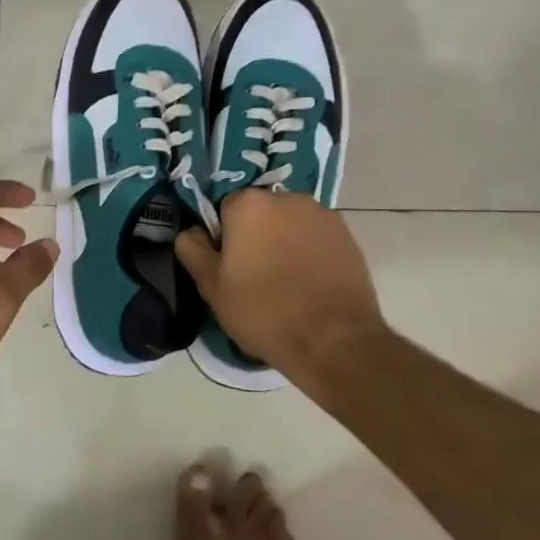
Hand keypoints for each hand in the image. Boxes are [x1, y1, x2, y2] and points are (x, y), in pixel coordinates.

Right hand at [175, 190, 383, 381]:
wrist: (334, 341)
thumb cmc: (264, 311)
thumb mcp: (212, 287)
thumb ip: (193, 250)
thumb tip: (191, 232)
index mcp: (249, 204)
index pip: (224, 210)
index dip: (223, 239)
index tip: (229, 268)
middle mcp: (287, 198)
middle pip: (260, 213)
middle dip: (255, 236)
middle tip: (255, 276)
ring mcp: (322, 214)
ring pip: (289, 224)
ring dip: (284, 242)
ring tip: (286, 282)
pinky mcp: (348, 235)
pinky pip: (316, 237)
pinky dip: (310, 252)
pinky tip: (310, 284)